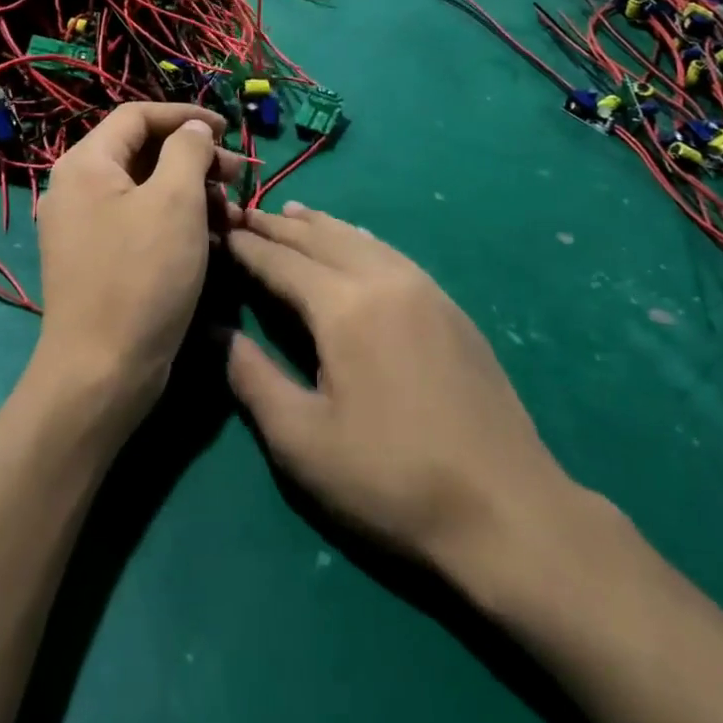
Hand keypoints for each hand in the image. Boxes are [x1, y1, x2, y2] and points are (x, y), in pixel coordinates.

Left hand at [33, 103, 241, 423]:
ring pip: (147, 190)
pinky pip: (142, 222)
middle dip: (195, 158)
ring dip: (193, 193)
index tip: (227, 129)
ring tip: (234, 213)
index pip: (137, 116)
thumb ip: (188, 151)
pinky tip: (214, 239)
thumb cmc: (142, 275)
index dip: (185, 116)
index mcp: (86, 164)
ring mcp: (86, 227)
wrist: (102, 371)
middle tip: (238, 175)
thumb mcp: (175, 202)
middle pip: (144, 152)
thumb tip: (193, 130)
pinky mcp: (100, 259)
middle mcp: (79, 188)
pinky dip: (178, 222)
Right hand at [225, 203, 599, 590]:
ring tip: (292, 214)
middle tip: (246, 214)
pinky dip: (358, 239)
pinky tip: (353, 243)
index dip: (247, 246)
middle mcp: (383, 279)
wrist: (507, 509)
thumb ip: (252, 377)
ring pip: (359, 238)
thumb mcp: (302, 441)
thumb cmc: (391, 480)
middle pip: (321, 238)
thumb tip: (215, 330)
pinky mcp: (449, 306)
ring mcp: (423, 288)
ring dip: (320, 225)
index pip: (281, 261)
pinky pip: (389, 252)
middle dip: (279, 226)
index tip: (219, 229)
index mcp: (344, 307)